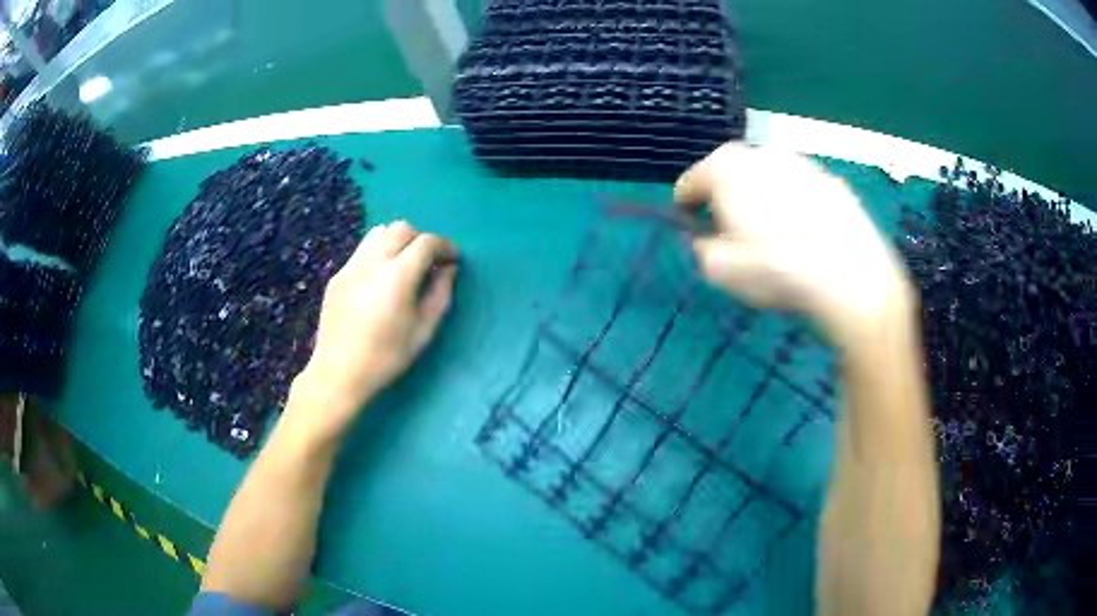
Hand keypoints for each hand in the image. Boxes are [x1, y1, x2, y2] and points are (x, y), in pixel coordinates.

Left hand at [287, 221, 457, 443]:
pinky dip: (378, 254)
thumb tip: (448, 269)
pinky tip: (380, 281)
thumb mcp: (423, 331)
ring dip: (397, 241)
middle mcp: (372, 262)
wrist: (338, 373)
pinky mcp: (337, 275)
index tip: (452, 259)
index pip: (426, 242)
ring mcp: (350, 266)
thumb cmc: (386, 358)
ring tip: (403, 265)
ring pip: (378, 232)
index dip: (444, 246)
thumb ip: (440, 294)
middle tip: (429, 262)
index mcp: (397, 277)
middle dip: (420, 239)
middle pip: (401, 228)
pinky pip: (362, 251)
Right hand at [675, 142, 911, 345]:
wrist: (849, 275)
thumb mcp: (718, 270)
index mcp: (725, 166)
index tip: (696, 234)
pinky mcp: (832, 180)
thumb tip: (705, 239)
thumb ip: (700, 248)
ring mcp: (802, 162)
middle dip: (728, 202)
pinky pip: (801, 192)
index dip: (687, 211)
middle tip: (738, 239)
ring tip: (778, 241)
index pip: (689, 184)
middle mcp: (761, 151)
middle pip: (731, 176)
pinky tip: (808, 239)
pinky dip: (797, 207)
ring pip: (769, 180)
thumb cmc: (775, 268)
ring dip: (764, 202)